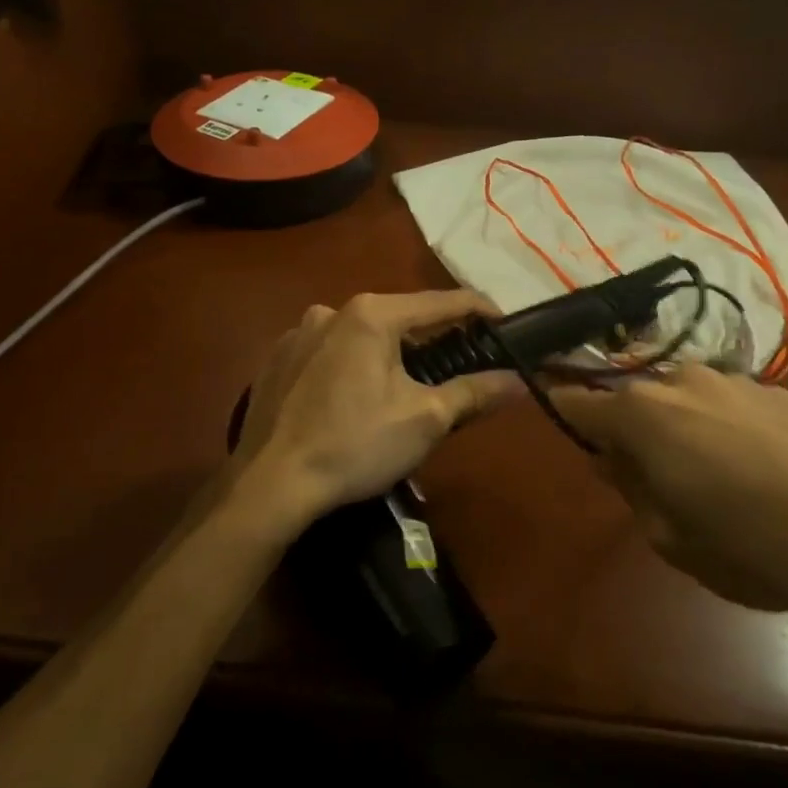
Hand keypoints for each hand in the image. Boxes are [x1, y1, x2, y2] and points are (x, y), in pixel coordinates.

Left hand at [230, 291, 523, 536]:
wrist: (268, 485)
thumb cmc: (355, 445)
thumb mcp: (426, 419)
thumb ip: (475, 392)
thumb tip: (520, 380)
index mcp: (372, 314)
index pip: (442, 302)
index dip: (480, 310)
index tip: (506, 323)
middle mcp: (332, 310)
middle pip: (400, 317)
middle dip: (432, 339)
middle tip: (459, 365)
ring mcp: (298, 333)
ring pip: (361, 335)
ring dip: (388, 353)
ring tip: (405, 388)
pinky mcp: (277, 360)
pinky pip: (329, 353)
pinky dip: (351, 365)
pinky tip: (353, 399)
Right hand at [548, 365, 787, 623]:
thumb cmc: (752, 544)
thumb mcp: (670, 538)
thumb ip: (630, 489)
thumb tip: (611, 459)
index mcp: (641, 414)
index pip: (577, 401)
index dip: (563, 413)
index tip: (564, 429)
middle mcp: (679, 380)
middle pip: (633, 400)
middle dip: (630, 432)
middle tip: (649, 479)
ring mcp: (732, 379)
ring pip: (683, 399)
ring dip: (680, 428)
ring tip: (711, 477)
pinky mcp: (778, 389)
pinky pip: (728, 404)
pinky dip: (724, 427)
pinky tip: (759, 470)